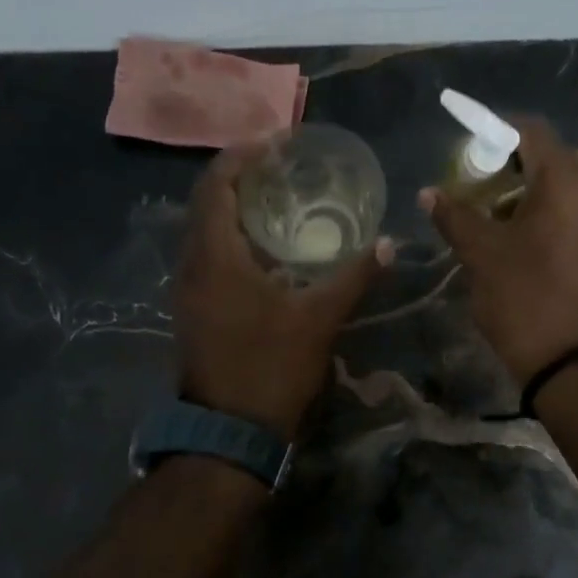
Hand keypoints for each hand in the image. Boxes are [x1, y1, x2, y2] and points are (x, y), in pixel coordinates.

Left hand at [176, 144, 388, 437]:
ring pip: (206, 232)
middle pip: (207, 203)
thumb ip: (353, 277)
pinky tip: (268, 251)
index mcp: (215, 257)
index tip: (277, 143)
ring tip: (279, 201)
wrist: (229, 435)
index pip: (216, 185)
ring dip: (236, 210)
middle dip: (241, 178)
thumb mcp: (319, 320)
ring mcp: (188, 291)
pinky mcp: (194, 312)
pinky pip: (208, 257)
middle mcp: (192, 266)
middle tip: (283, 168)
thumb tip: (389, 244)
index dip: (242, 155)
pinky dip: (233, 240)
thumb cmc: (271, 369)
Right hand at [419, 116, 577, 383]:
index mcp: (568, 180)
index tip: (468, 151)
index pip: (531, 131)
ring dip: (530, 191)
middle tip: (478, 187)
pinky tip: (522, 237)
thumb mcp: (481, 254)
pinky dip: (550, 212)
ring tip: (494, 216)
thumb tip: (429, 193)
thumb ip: (454, 215)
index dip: (496, 132)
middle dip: (512, 166)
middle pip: (551, 157)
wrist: (572, 361)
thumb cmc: (524, 298)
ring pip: (567, 186)